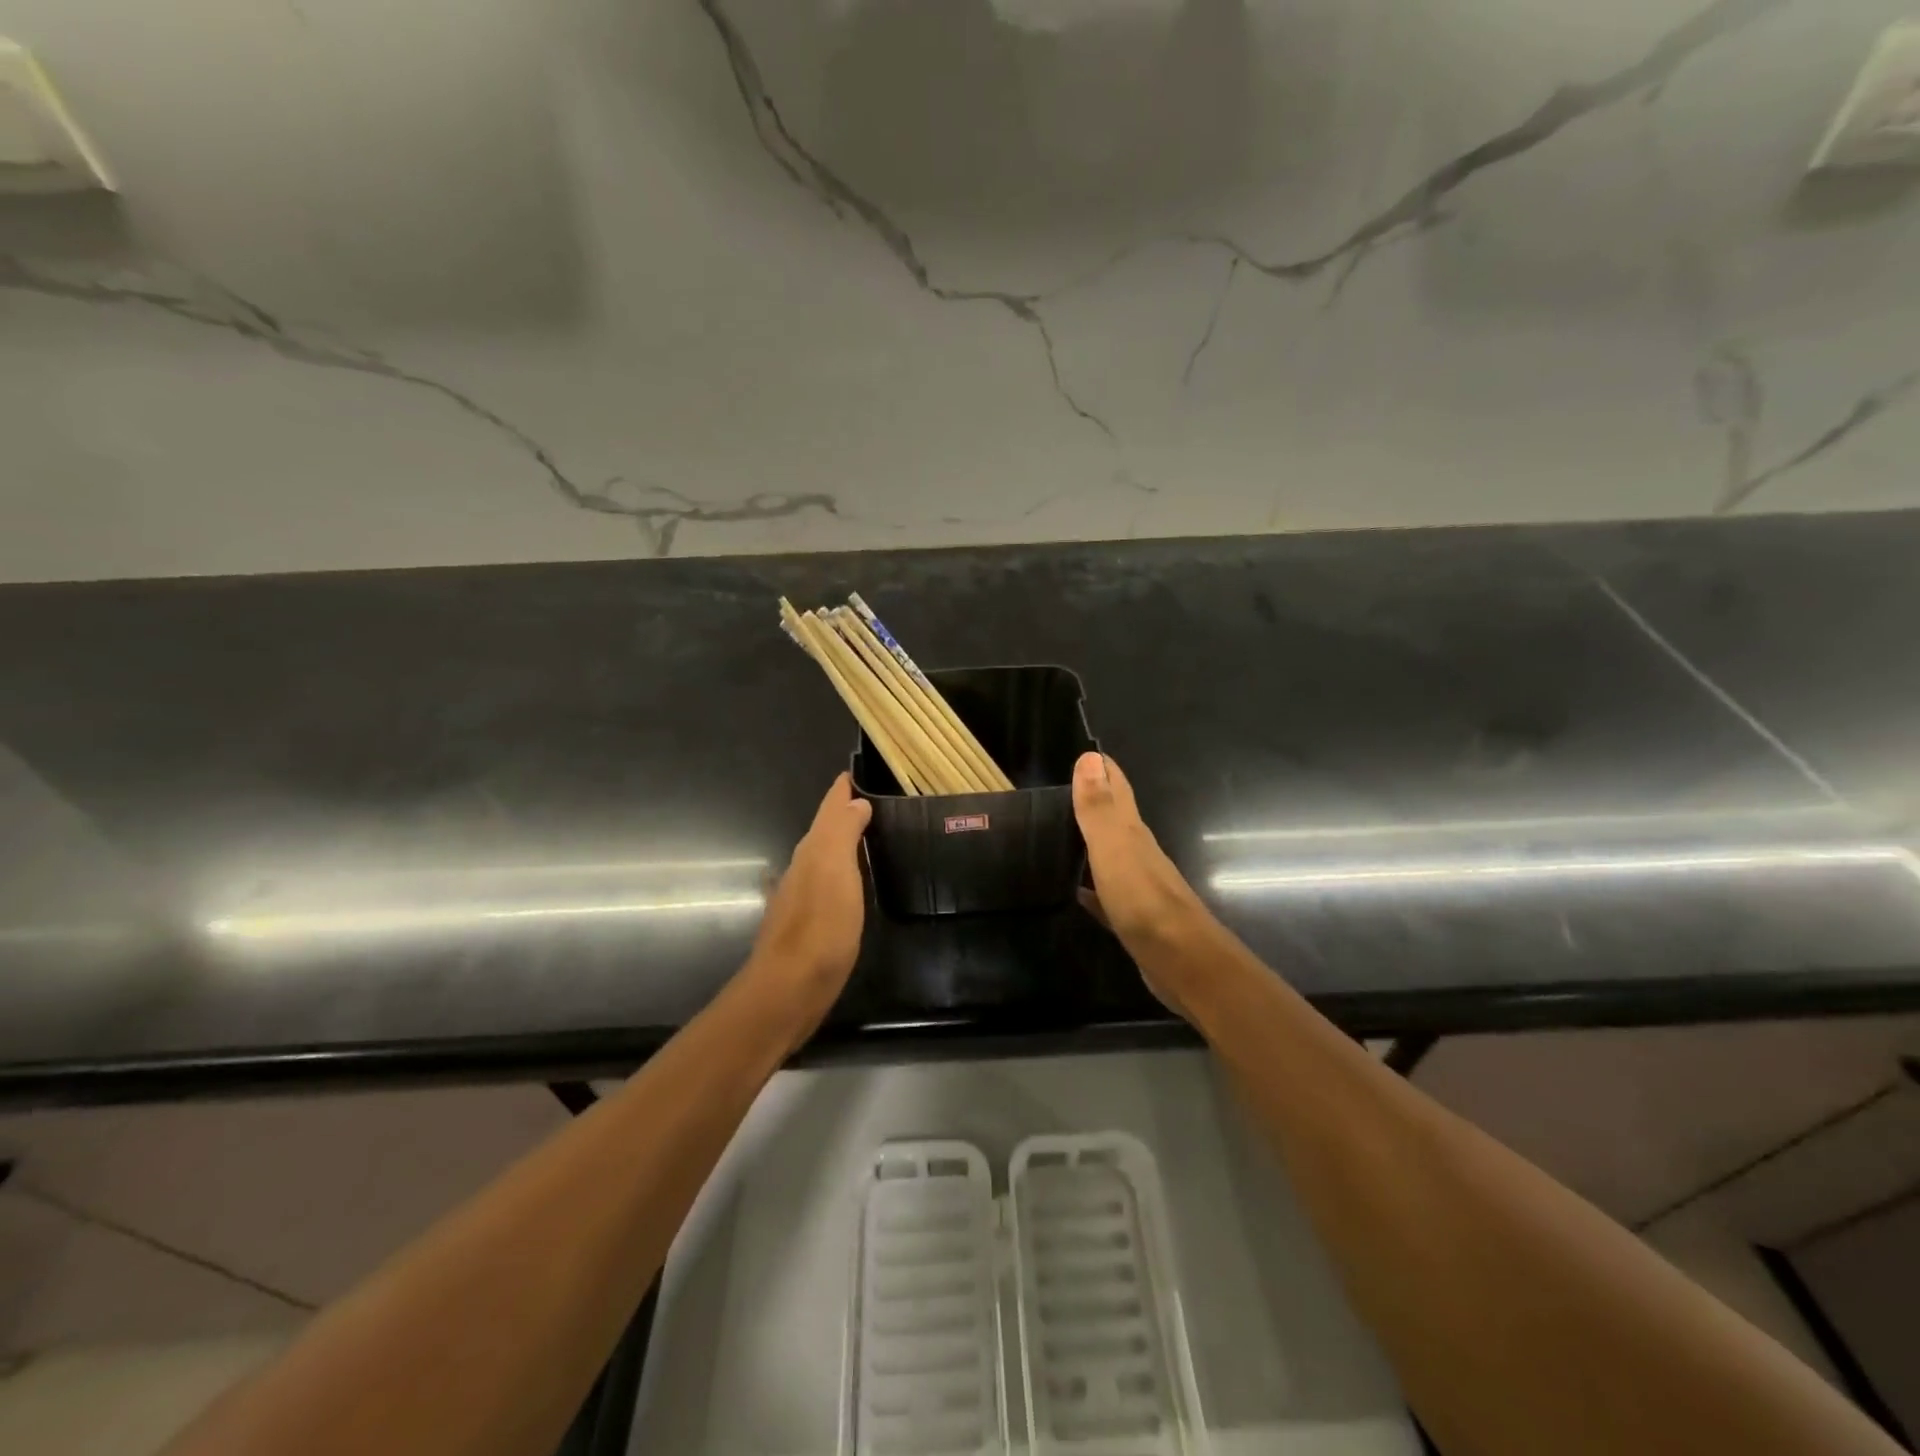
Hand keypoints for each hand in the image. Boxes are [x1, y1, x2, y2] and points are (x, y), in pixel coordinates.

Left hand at [740, 772, 872, 1030]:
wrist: (789, 989)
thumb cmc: (820, 927)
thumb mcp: (836, 871)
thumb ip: (844, 832)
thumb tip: (854, 802)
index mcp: (813, 850)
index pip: (829, 808)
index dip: (843, 789)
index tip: (860, 770)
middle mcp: (803, 868)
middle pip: (825, 830)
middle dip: (845, 812)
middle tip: (874, 801)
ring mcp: (802, 898)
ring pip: (825, 857)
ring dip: (843, 842)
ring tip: (870, 835)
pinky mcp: (808, 925)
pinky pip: (827, 884)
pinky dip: (842, 872)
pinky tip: (852, 883)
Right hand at [1072, 752, 1212, 1016]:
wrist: (1183, 963)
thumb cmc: (1144, 902)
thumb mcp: (1114, 849)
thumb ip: (1099, 807)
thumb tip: (1090, 757)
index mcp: (1132, 833)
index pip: (1117, 788)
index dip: (1102, 768)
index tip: (1081, 753)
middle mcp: (1137, 853)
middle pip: (1113, 819)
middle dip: (1093, 801)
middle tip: (1057, 793)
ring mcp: (1137, 887)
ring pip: (1109, 855)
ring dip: (1088, 842)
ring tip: (1056, 835)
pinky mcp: (1133, 918)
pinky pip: (1105, 895)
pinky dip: (1089, 887)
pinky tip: (1074, 891)